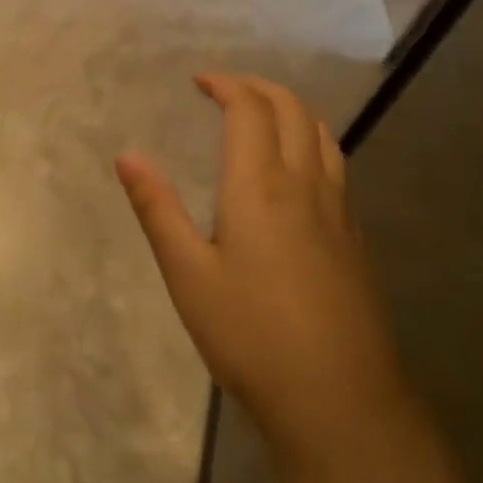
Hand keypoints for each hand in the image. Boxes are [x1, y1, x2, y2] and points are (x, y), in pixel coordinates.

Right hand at [116, 74, 408, 472]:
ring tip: (263, 116)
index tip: (199, 81)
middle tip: (226, 89)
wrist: (339, 401)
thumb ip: (157, 209)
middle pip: (294, 111)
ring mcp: (339, 214)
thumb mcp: (187, 273)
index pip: (250, 111)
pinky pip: (336, 168)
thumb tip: (127, 156)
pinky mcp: (354, 241)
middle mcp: (307, 187)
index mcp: (261, 188)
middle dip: (260, 88)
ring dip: (292, 110)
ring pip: (324, 136)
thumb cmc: (250, 335)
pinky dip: (312, 144)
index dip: (226, 85)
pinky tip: (296, 174)